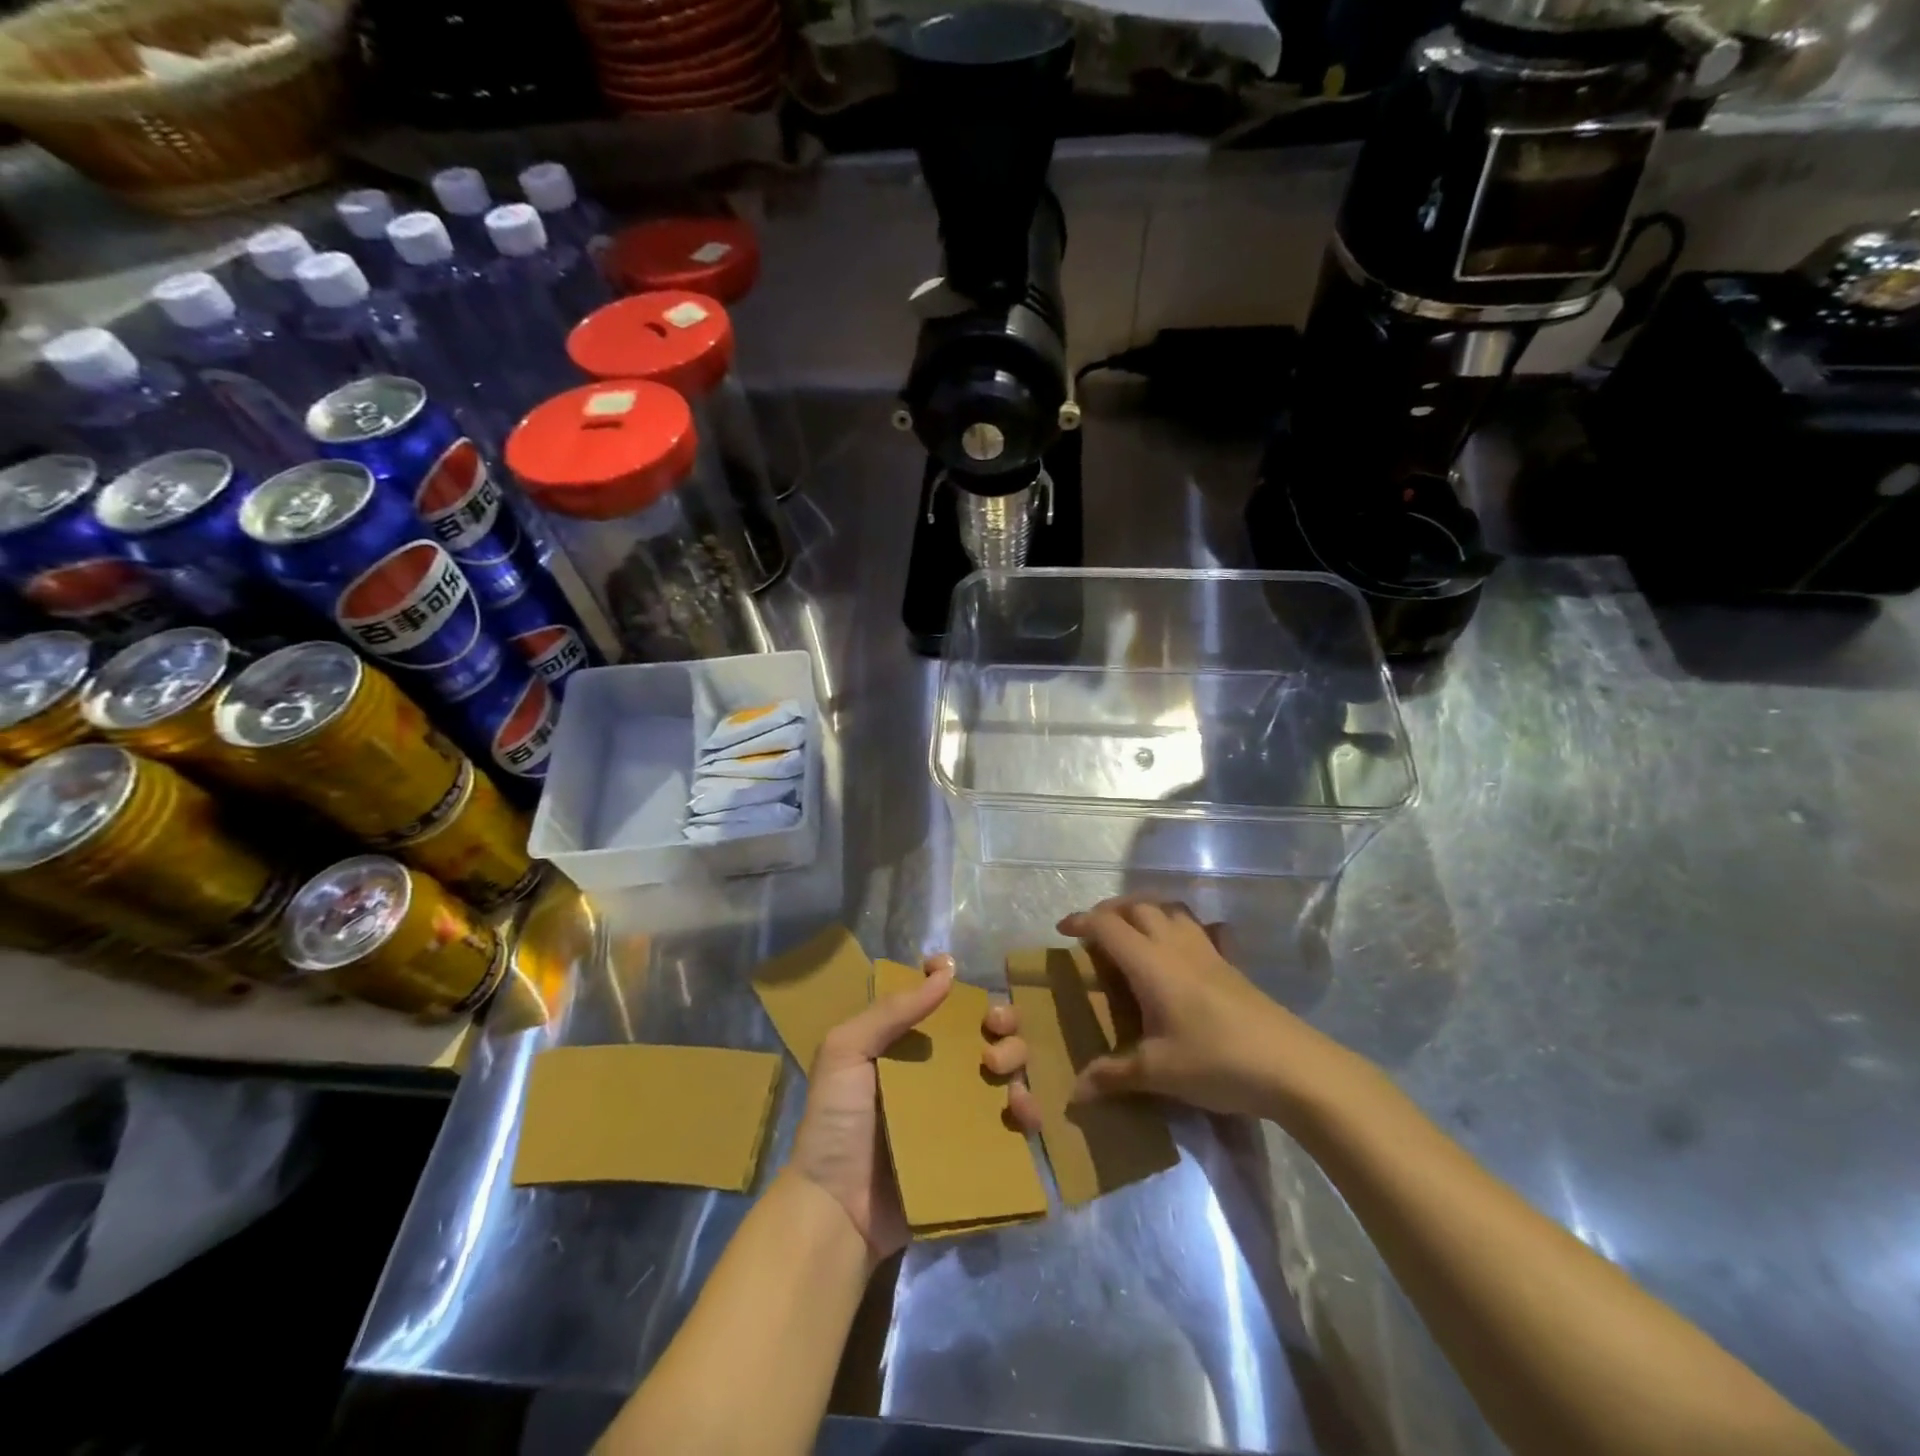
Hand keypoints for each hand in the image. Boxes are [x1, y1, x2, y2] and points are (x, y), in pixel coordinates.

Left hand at [788, 953, 1040, 1263]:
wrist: (837, 1210)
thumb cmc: (835, 1123)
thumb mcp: (845, 1052)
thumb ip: (890, 1011)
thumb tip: (945, 972)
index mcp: (905, 1044)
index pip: (940, 1004)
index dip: (955, 986)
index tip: (960, 977)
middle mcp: (937, 1072)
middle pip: (985, 1032)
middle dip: (1001, 1021)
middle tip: (993, 1032)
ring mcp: (959, 1112)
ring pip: (1006, 1071)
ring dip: (1016, 1059)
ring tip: (999, 1073)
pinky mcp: (976, 1151)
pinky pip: (1013, 1126)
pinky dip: (1028, 1112)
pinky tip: (1022, 1111)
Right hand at [1059, 898, 1330, 1118]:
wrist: (1292, 1066)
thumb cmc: (1216, 1061)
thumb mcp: (1158, 1072)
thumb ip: (1113, 1076)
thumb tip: (1074, 1093)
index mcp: (1150, 964)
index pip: (1107, 926)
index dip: (1081, 921)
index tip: (1062, 929)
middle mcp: (1177, 947)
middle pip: (1139, 906)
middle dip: (1111, 911)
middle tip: (1095, 931)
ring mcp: (1209, 952)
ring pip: (1172, 910)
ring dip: (1147, 911)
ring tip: (1133, 932)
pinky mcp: (1233, 966)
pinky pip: (1204, 930)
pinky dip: (1186, 927)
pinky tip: (1187, 948)